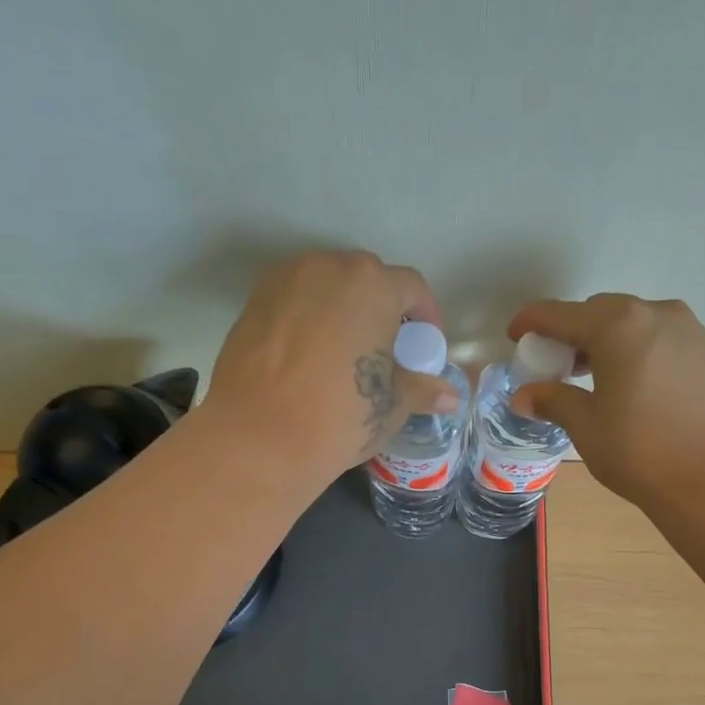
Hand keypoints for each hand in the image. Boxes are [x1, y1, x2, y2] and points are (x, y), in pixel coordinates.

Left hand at [204, 250, 458, 483]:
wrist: (259, 437)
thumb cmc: (340, 417)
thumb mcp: (391, 406)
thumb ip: (423, 390)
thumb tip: (450, 397)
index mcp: (372, 286)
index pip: (412, 287)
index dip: (425, 316)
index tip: (424, 346)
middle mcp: (329, 267)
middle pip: (366, 278)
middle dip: (382, 308)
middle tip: (384, 349)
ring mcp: (286, 280)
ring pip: (326, 285)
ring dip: (342, 309)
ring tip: (345, 351)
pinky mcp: (254, 301)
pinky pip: (294, 300)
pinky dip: (308, 318)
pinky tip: (309, 357)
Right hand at [508, 294, 704, 507]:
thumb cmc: (640, 450)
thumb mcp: (586, 426)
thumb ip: (554, 401)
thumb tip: (525, 396)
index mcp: (618, 325)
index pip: (562, 314)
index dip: (533, 321)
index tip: (516, 333)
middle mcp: (655, 314)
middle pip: (601, 312)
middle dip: (574, 332)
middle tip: (556, 363)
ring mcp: (689, 331)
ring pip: (635, 324)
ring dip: (608, 341)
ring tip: (592, 376)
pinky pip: (661, 340)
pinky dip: (637, 352)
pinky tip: (631, 385)